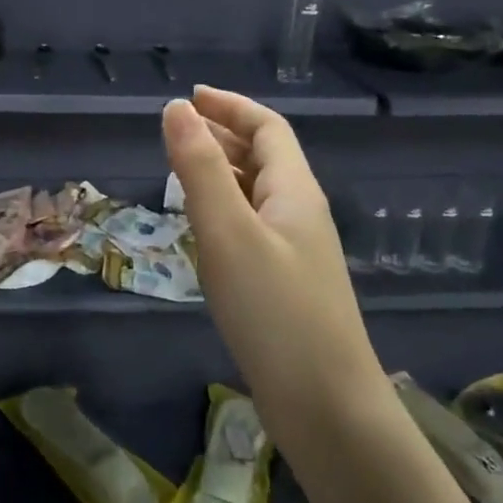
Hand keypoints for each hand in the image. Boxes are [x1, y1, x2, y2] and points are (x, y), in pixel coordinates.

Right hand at [161, 87, 377, 391]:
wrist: (326, 405)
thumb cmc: (275, 311)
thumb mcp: (228, 233)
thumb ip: (200, 169)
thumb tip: (176, 108)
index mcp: (295, 192)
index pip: (267, 129)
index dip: (230, 106)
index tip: (189, 96)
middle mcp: (300, 213)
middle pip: (265, 157)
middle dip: (223, 134)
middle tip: (177, 129)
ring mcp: (296, 251)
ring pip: (257, 193)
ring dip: (222, 171)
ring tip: (181, 169)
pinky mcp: (286, 284)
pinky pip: (252, 226)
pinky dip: (224, 209)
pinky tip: (202, 226)